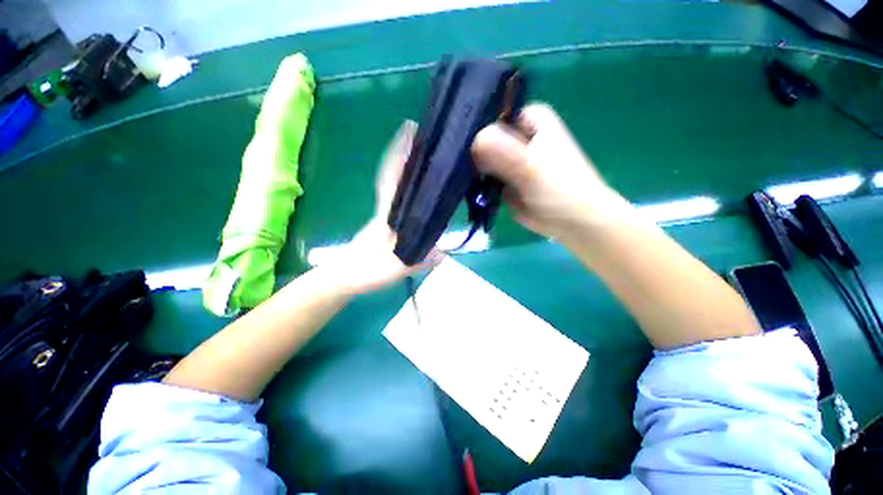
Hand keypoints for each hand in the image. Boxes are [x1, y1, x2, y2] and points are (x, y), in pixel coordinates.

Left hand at [318, 121, 441, 294]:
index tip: (409, 130)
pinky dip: (408, 189)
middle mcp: (386, 210)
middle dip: (407, 154)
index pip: (392, 179)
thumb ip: (417, 261)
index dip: (400, 154)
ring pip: (397, 187)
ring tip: (428, 157)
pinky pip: (400, 200)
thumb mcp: (394, 269)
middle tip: (426, 137)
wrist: (343, 279)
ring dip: (408, 168)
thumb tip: (444, 252)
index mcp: (387, 214)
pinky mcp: (385, 225)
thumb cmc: (364, 271)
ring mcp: (385, 216)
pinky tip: (421, 191)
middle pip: (396, 176)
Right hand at [471, 103, 629, 241]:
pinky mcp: (505, 178)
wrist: (572, 222)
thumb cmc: (559, 190)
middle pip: (484, 137)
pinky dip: (477, 183)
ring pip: (481, 158)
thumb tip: (473, 142)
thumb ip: (502, 152)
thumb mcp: (530, 168)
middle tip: (459, 168)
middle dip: (471, 152)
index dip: (476, 129)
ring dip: (472, 170)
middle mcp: (518, 134)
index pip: (492, 114)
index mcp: (529, 119)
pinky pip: (484, 176)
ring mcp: (509, 158)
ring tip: (463, 181)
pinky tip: (469, 189)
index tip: (462, 148)